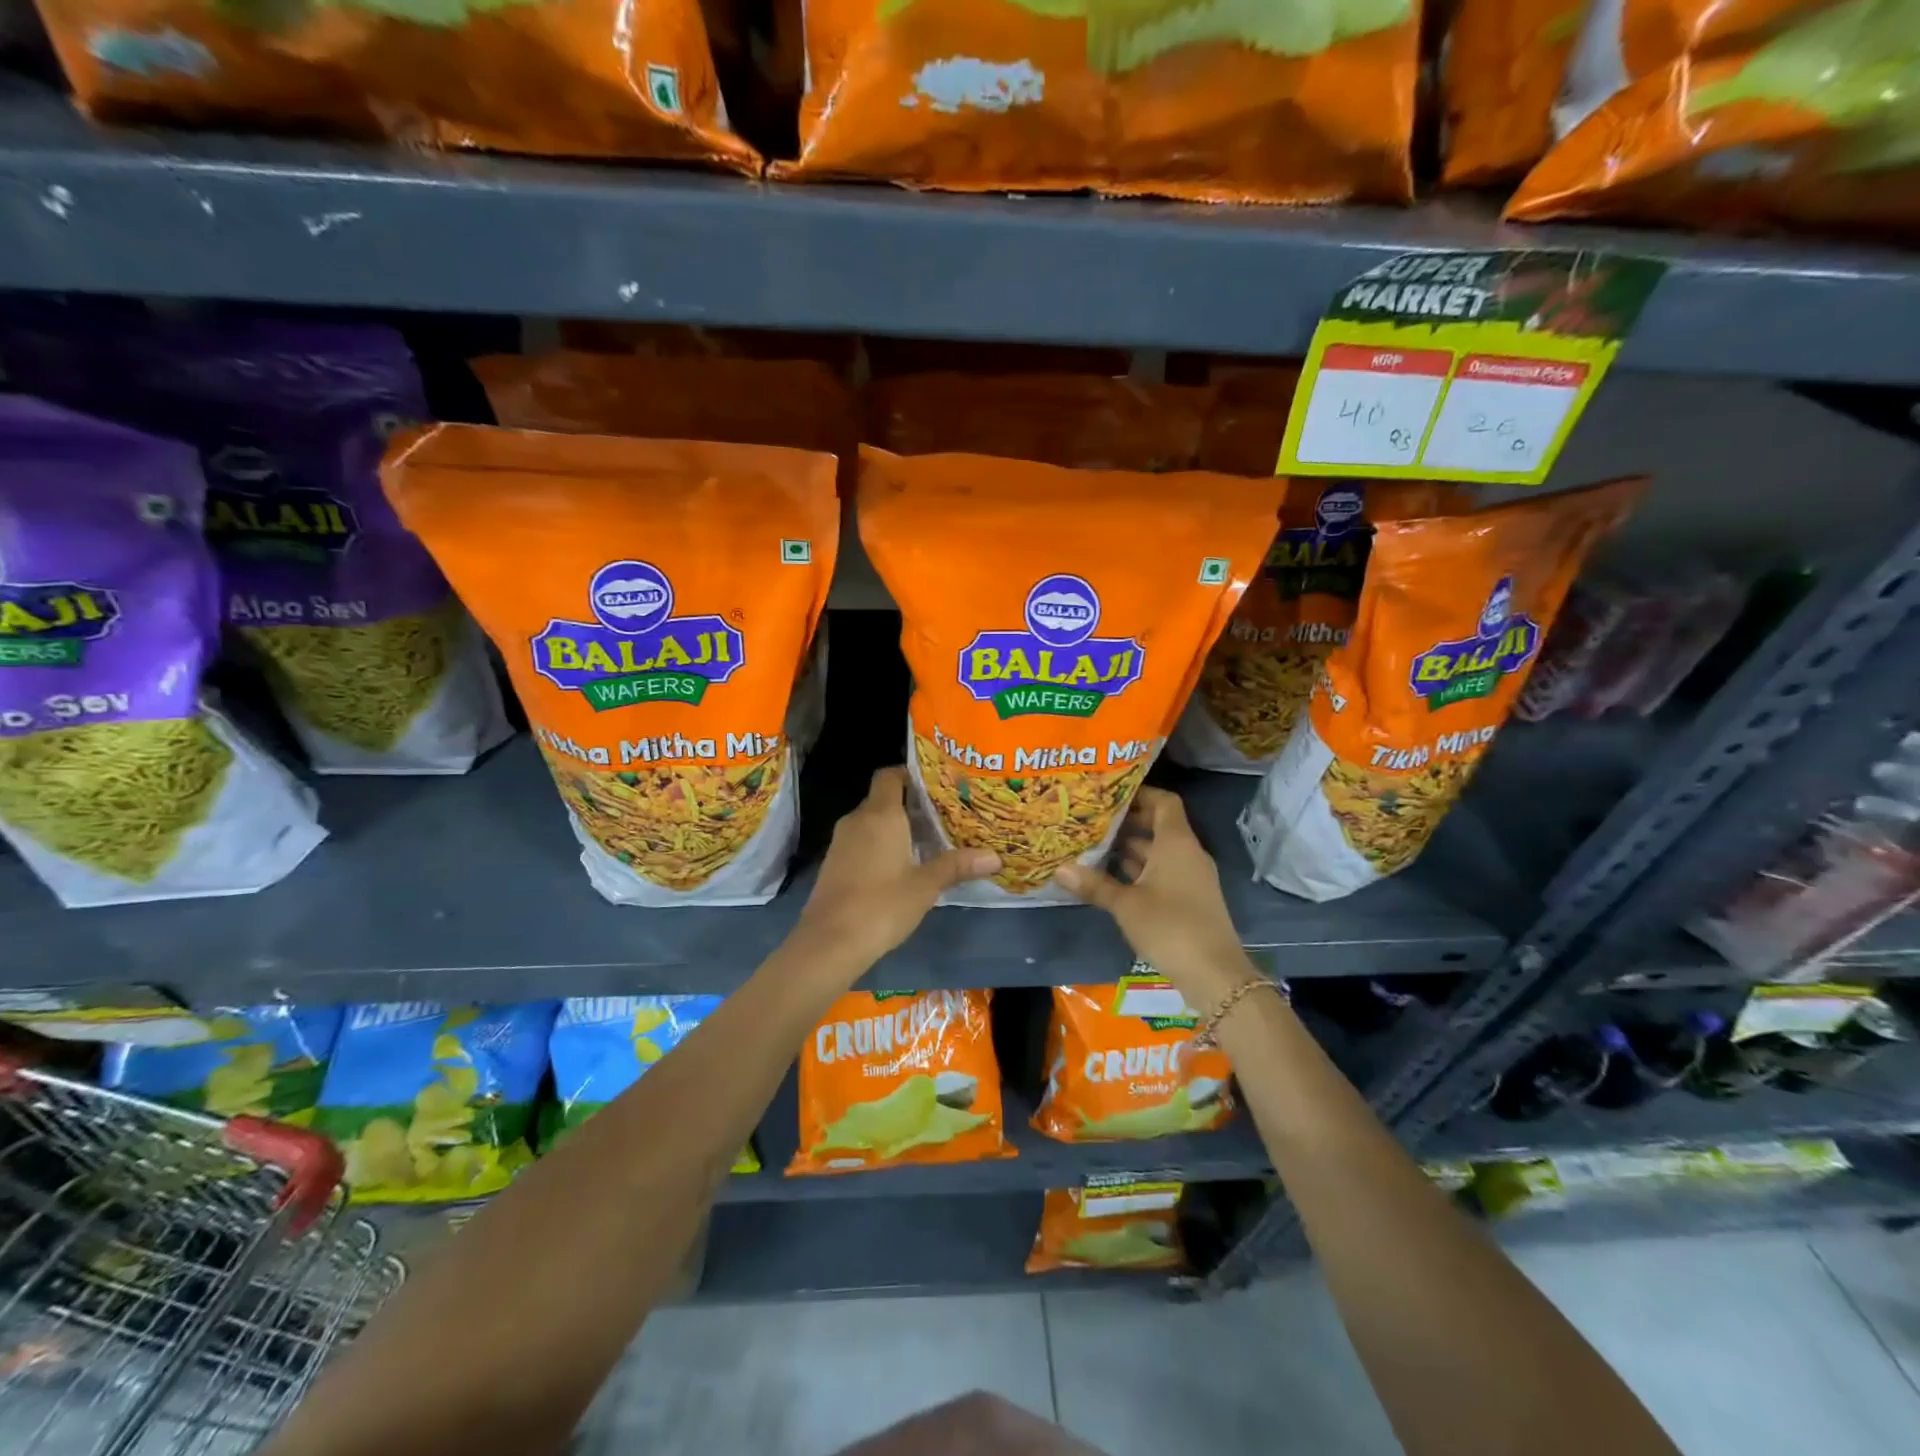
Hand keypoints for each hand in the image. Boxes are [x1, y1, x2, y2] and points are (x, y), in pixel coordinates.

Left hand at [792, 766, 999, 976]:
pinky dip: (880, 845)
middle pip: (883, 799)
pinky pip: (861, 841)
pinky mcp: (834, 863)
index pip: (890, 775)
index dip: (910, 774)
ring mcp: (841, 842)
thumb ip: (957, 865)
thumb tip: (995, 856)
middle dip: (910, 805)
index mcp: (880, 815)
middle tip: (943, 815)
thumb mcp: (926, 885)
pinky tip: (902, 866)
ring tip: (928, 840)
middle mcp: (857, 819)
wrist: (830, 942)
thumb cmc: (882, 904)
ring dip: (896, 827)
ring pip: (872, 822)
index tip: (936, 785)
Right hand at [1054, 788, 1254, 1004]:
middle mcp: (1187, 853)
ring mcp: (1191, 877)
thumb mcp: (1126, 904)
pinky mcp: (1189, 899)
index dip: (1140, 794)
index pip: (1164, 801)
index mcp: (1177, 842)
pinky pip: (1162, 872)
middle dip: (1127, 822)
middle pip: (1159, 825)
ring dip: (1130, 848)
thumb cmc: (1169, 926)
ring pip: (1158, 851)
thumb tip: (1060, 868)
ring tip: (1093, 846)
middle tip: (1092, 820)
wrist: (1214, 973)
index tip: (1110, 794)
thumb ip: (1094, 884)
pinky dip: (1139, 870)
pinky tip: (1111, 877)